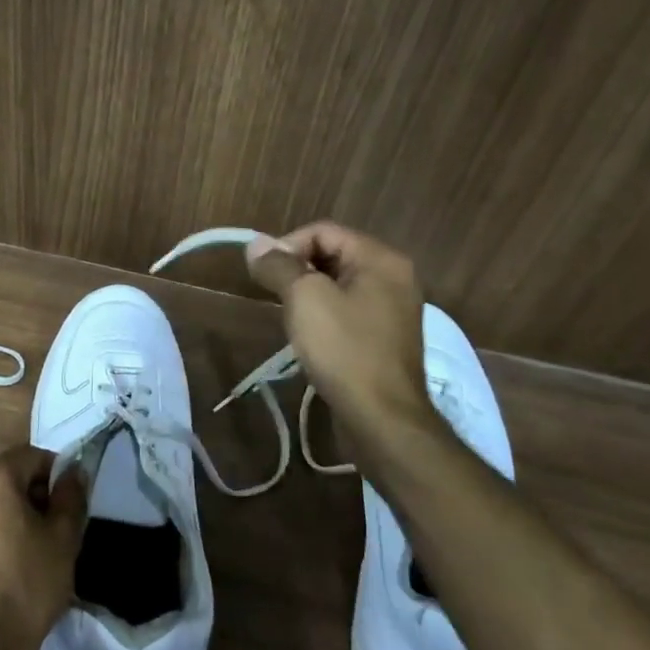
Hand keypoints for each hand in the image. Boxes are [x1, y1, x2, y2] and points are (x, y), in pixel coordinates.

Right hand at [243, 222, 441, 452]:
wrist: (382, 418)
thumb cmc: (344, 350)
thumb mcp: (304, 299)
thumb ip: (278, 266)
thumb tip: (255, 244)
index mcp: (380, 259)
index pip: (323, 231)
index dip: (287, 246)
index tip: (264, 275)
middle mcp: (394, 276)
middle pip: (332, 254)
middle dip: (297, 270)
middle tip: (274, 296)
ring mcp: (393, 308)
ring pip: (338, 284)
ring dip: (308, 294)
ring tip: (290, 318)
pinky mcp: (386, 337)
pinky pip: (348, 310)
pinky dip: (325, 314)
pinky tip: (310, 337)